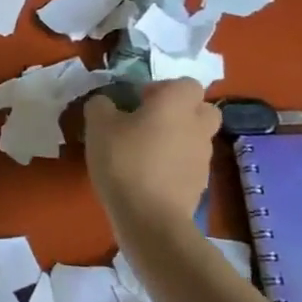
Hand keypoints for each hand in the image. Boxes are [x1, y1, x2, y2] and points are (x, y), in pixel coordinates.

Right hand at [82, 80, 219, 238]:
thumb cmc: (125, 160)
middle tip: (149, 122)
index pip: (185, 83)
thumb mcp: (98, 126)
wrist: (150, 218)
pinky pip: (188, 165)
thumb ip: (100, 105)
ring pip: (195, 138)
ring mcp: (203, 158)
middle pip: (200, 109)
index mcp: (177, 104)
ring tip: (144, 153)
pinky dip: (174, 166)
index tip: (138, 102)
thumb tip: (105, 103)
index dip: (163, 88)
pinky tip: (148, 177)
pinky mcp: (200, 185)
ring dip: (176, 140)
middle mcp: (197, 126)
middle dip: (180, 112)